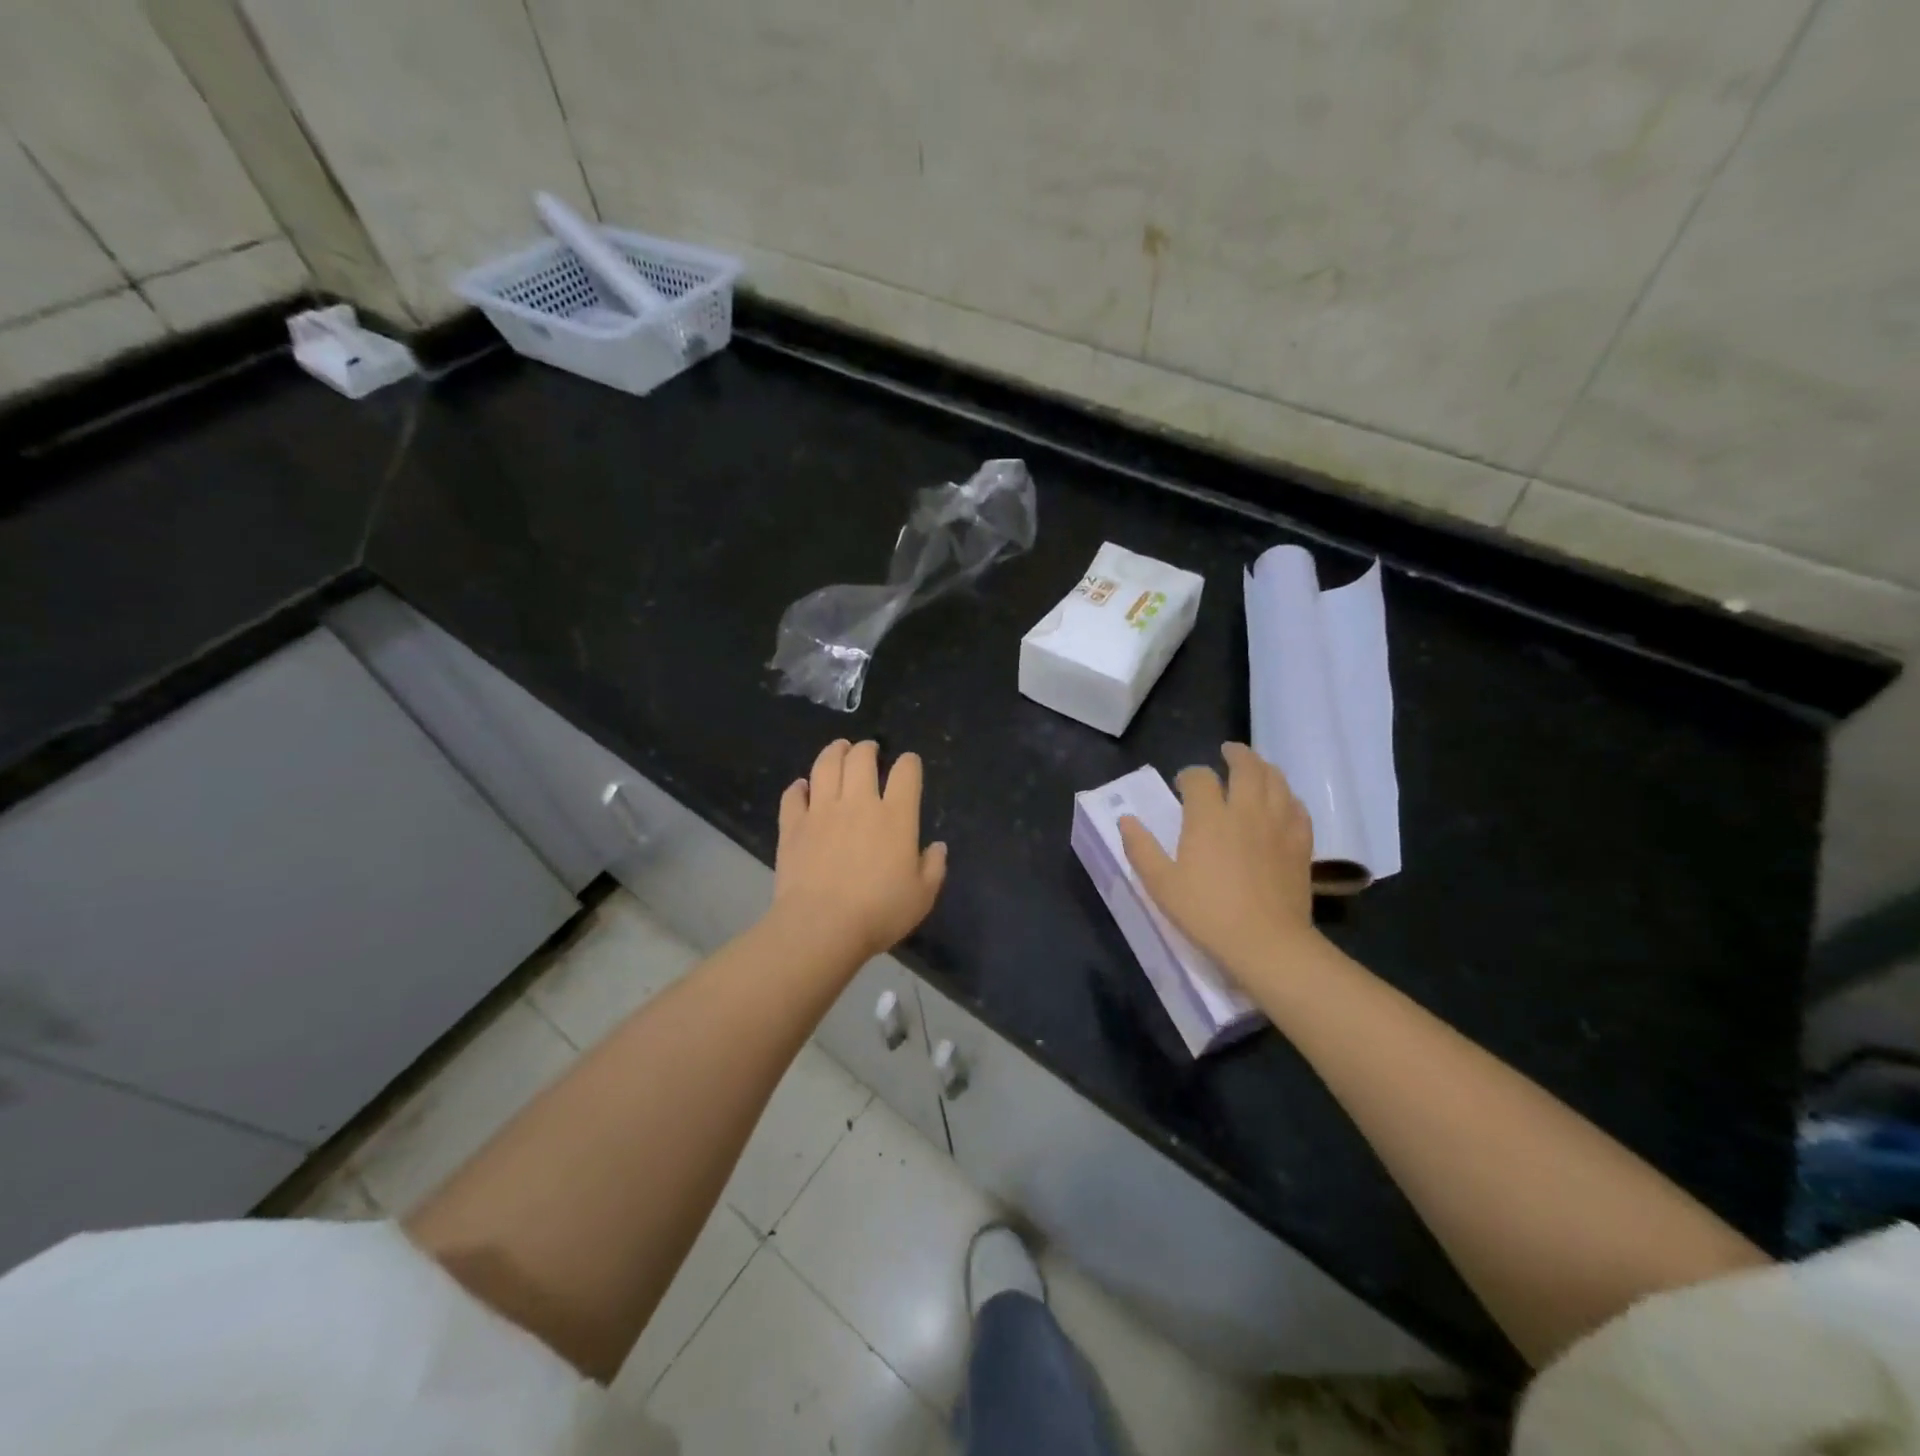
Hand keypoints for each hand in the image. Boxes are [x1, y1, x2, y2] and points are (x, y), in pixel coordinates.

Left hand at [770, 739, 947, 961]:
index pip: (906, 772)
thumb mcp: (922, 896)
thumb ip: (934, 867)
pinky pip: (793, 795)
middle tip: (870, 750)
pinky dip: (798, 787)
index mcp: (896, 816)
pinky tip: (802, 788)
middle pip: (861, 758)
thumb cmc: (879, 913)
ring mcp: (821, 811)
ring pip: (826, 766)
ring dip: (834, 752)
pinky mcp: (792, 826)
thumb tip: (938, 847)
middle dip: (868, 748)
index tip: (909, 764)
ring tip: (839, 749)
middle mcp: (858, 803)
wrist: (821, 927)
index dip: (909, 763)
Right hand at [1119, 743, 1316, 975]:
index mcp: (1209, 818)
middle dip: (1235, 754)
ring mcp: (1278, 825)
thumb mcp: (1161, 884)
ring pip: (1276, 780)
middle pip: (1246, 766)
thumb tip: (1126, 819)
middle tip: (1227, 752)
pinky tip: (1282, 801)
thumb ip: (1141, 848)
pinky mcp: (1301, 843)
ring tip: (1255, 767)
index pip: (1200, 778)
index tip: (1183, 784)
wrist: (1267, 943)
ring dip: (1263, 767)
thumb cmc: (1207, 913)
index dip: (1190, 775)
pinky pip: (1297, 806)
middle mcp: (1245, 811)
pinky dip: (1287, 795)